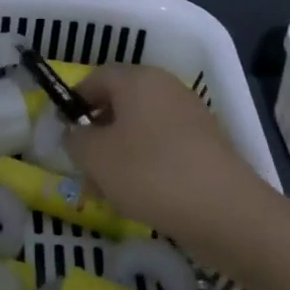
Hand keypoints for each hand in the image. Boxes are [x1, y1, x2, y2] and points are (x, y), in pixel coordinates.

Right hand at [64, 65, 264, 259]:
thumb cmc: (150, 173)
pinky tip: (140, 198)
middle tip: (83, 168)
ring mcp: (190, 116)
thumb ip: (75, 139)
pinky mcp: (207, 145)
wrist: (226, 212)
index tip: (63, 132)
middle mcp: (166, 88)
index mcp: (138, 79)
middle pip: (120, 104)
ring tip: (108, 192)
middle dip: (98, 135)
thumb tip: (74, 132)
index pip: (96, 78)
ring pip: (141, 130)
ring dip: (120, 155)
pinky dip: (146, 166)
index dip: (74, 102)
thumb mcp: (96, 157)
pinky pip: (164, 148)